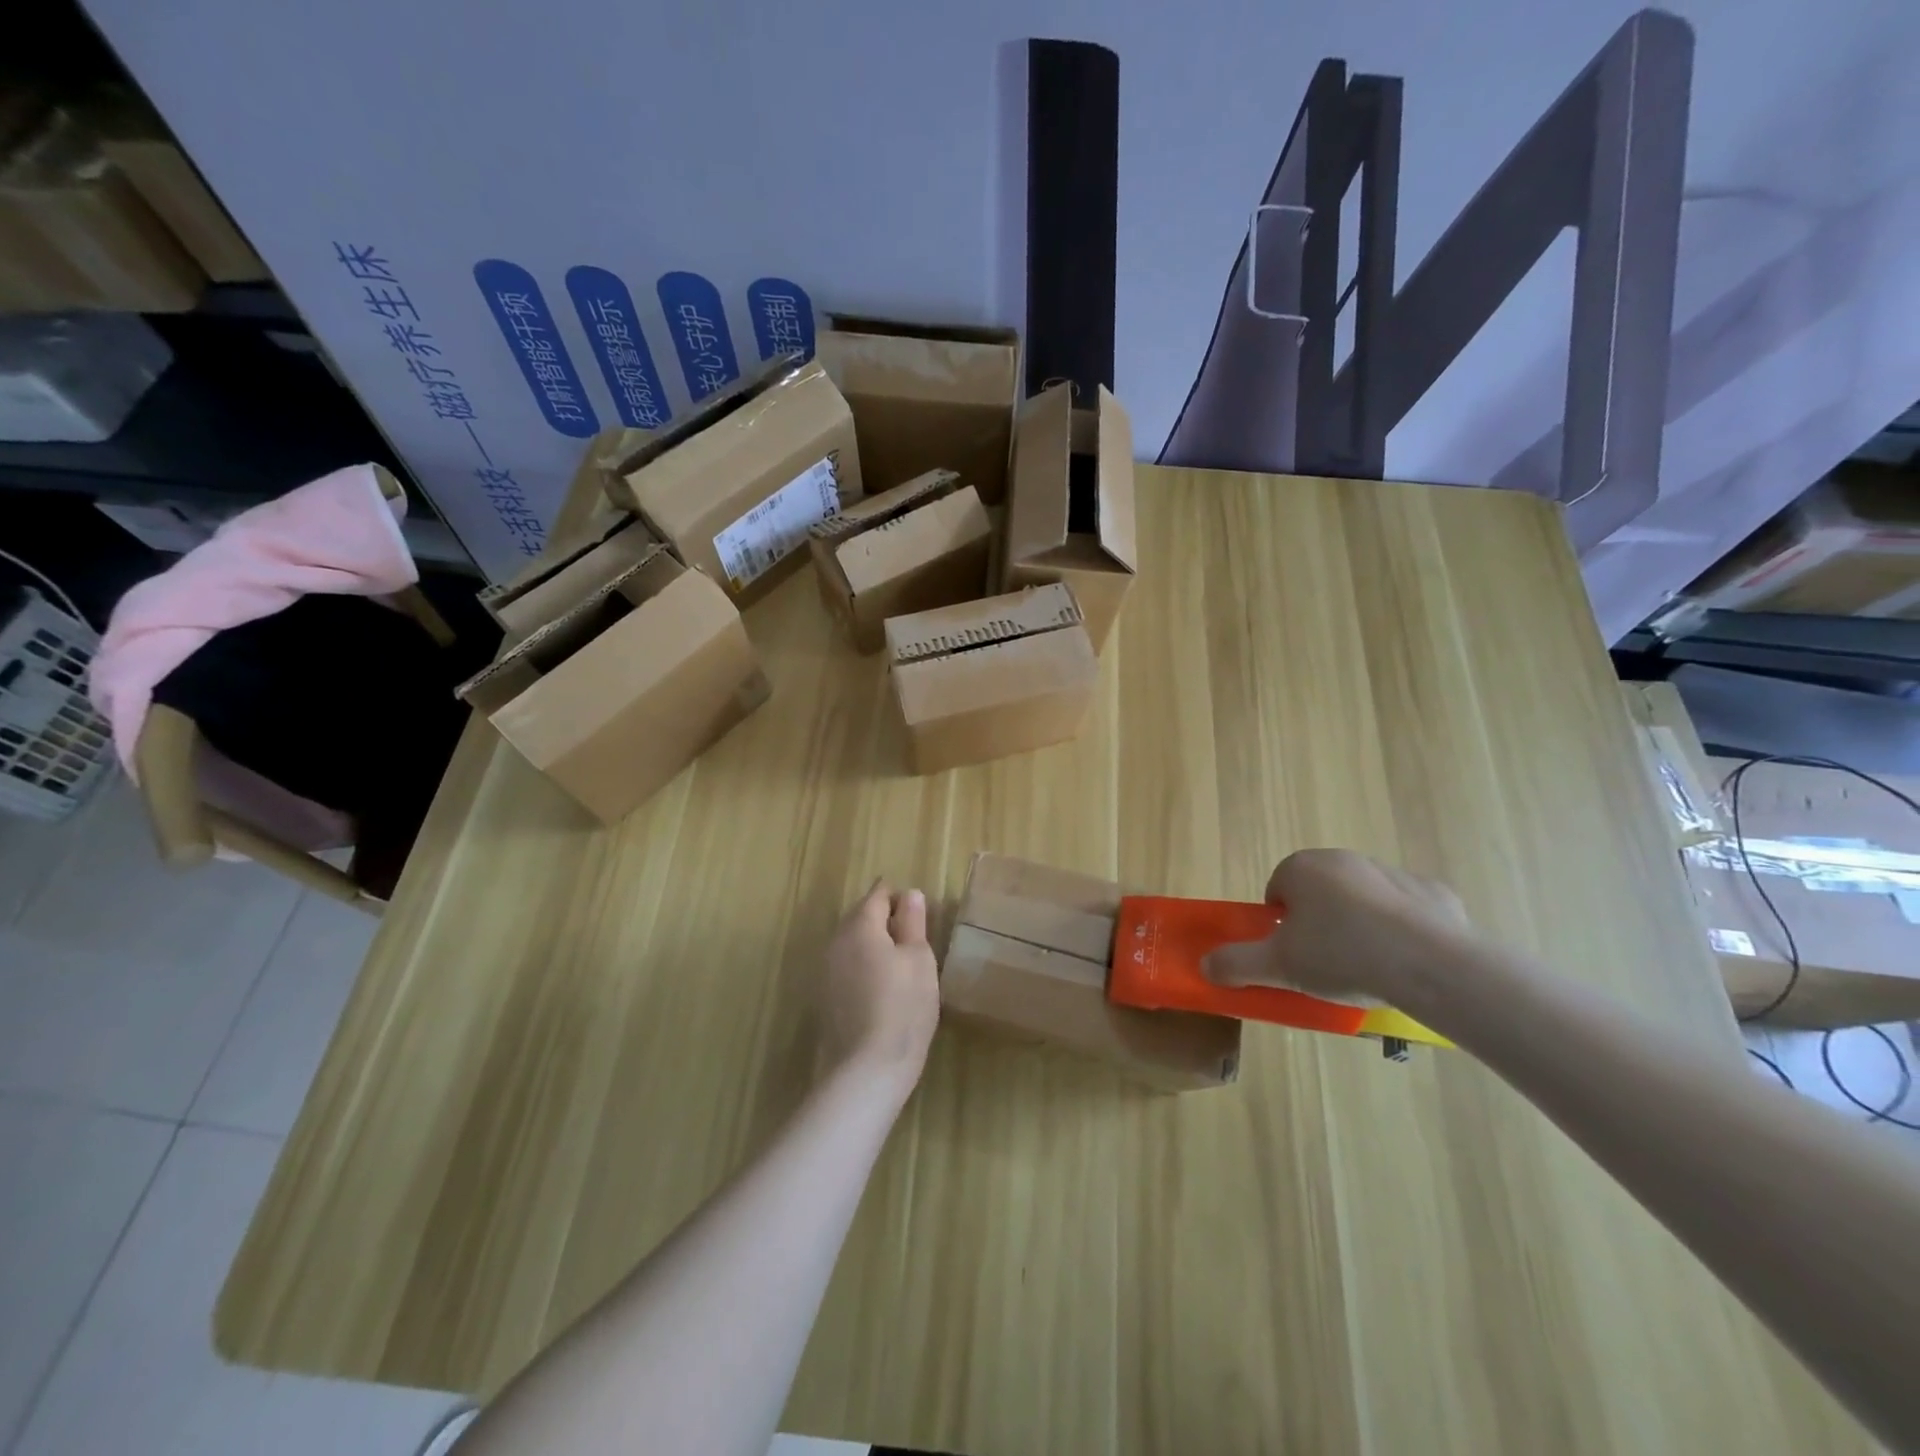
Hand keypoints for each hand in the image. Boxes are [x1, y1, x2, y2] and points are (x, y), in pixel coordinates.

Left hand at [819, 880, 940, 1093]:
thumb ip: (913, 922)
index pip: (878, 895)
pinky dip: (863, 967)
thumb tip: (909, 893)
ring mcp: (826, 971)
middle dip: (885, 919)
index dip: (899, 898)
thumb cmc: (903, 1007)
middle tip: (914, 937)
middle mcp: (836, 942)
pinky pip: (846, 967)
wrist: (867, 1070)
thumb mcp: (919, 960)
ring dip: (873, 944)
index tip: (919, 913)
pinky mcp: (825, 998)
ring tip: (901, 963)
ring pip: (852, 943)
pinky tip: (882, 987)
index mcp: (860, 927)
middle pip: (860, 917)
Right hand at [1202, 849, 1470, 1009]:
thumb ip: (1237, 964)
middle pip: (1320, 892)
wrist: (1432, 966)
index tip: (1291, 954)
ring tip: (1368, 968)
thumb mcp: (1279, 967)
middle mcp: (1345, 859)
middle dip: (1319, 922)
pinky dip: (1403, 931)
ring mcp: (1393, 873)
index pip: (1277, 889)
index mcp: (1303, 868)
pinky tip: (1407, 963)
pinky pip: (1407, 912)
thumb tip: (1205, 965)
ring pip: (1362, 899)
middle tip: (1325, 963)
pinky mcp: (1434, 893)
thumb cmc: (1342, 956)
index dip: (1280, 923)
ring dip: (1359, 924)